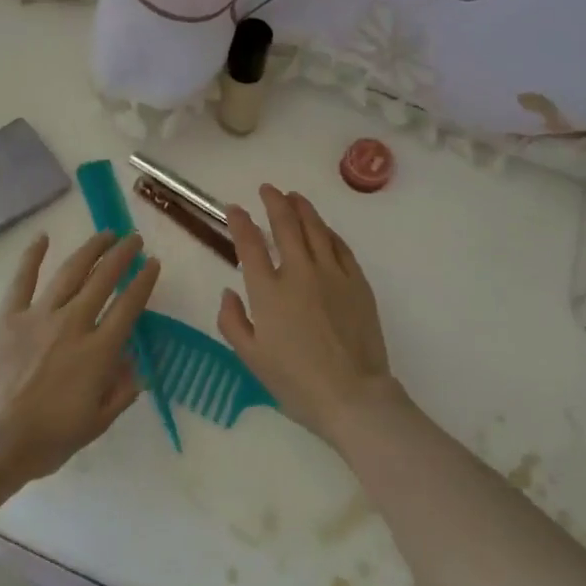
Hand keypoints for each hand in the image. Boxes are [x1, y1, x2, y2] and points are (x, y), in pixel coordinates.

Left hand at [0, 231, 158, 485]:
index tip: (153, 263)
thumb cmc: (46, 440)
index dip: (143, 281)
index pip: (128, 306)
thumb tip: (134, 364)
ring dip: (91, 250)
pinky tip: (43, 237)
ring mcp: (38, 316)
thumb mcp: (96, 423)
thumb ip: (121, 391)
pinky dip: (32, 256)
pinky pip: (23, 280)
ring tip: (106, 235)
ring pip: (70, 272)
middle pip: (103, 280)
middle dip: (122, 256)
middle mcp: (72, 324)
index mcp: (98, 351)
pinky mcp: (8, 316)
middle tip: (134, 240)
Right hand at [217, 186, 401, 449]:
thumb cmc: (296, 382)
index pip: (250, 244)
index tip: (234, 209)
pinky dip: (328, 231)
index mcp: (268, 291)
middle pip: (285, 224)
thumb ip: (232, 321)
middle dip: (274, 202)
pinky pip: (340, 246)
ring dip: (302, 208)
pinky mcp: (357, 281)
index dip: (240, 222)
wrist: (352, 395)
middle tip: (267, 190)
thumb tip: (228, 292)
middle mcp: (299, 272)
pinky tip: (323, 228)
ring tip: (294, 197)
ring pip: (315, 228)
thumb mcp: (251, 358)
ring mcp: (331, 274)